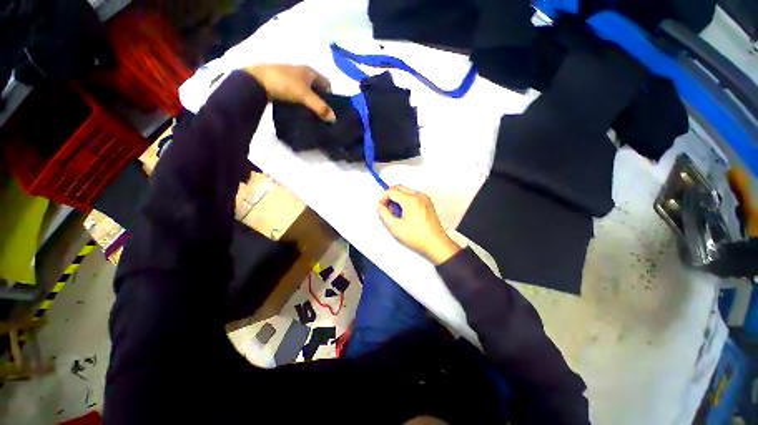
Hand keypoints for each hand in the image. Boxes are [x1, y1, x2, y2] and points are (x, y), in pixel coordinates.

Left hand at [245, 64, 335, 121]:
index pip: (327, 83)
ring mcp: (291, 78)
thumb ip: (320, 107)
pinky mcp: (282, 85)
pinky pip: (297, 95)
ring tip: (312, 115)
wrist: (257, 81)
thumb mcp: (305, 96)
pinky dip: (301, 102)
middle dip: (321, 101)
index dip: (331, 96)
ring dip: (310, 102)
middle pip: (317, 88)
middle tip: (322, 115)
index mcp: (310, 71)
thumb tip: (334, 119)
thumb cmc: (285, 84)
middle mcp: (302, 72)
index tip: (330, 109)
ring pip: (307, 92)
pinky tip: (300, 111)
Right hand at [377, 186, 460, 264]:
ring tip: (398, 215)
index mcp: (411, 201)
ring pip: (405, 191)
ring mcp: (425, 199)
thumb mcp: (395, 227)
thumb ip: (383, 214)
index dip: (383, 198)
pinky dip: (406, 202)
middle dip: (390, 197)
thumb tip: (380, 206)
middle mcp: (419, 196)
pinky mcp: (427, 203)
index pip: (391, 191)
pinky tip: (406, 215)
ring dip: (398, 199)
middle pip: (399, 188)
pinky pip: (413, 196)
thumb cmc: (419, 238)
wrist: (436, 244)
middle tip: (388, 210)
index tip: (382, 207)